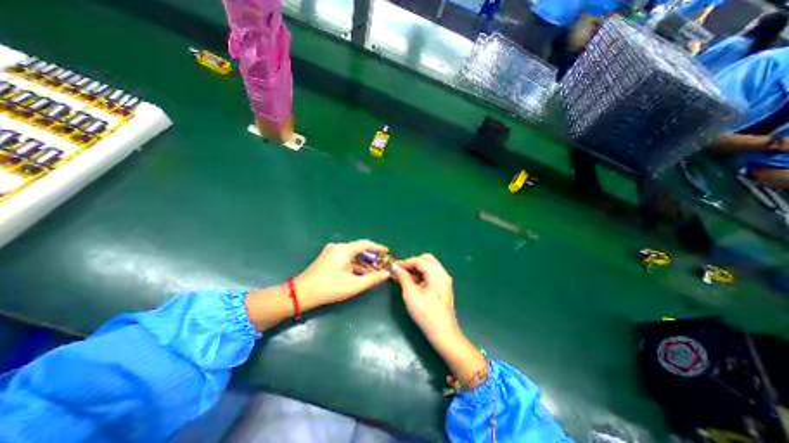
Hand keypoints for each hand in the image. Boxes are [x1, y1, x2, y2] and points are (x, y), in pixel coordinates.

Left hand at [294, 241, 391, 309]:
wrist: (301, 294)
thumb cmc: (330, 287)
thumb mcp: (354, 284)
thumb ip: (373, 278)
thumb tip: (387, 274)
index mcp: (344, 249)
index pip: (366, 244)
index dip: (378, 248)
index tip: (387, 252)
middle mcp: (338, 247)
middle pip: (359, 250)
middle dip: (372, 258)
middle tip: (382, 265)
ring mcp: (331, 253)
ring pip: (352, 256)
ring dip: (364, 263)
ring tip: (375, 272)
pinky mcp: (327, 259)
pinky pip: (345, 259)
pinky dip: (355, 266)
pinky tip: (361, 274)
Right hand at [390, 254, 491, 388]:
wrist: (443, 333)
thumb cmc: (426, 313)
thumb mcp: (411, 294)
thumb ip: (403, 277)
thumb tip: (395, 267)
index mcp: (437, 273)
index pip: (419, 260)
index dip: (405, 262)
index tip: (392, 266)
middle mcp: (442, 273)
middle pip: (426, 260)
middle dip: (411, 263)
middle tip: (399, 270)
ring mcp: (443, 280)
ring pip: (428, 267)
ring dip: (415, 269)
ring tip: (402, 276)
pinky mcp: (441, 287)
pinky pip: (430, 275)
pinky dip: (420, 275)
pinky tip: (411, 282)